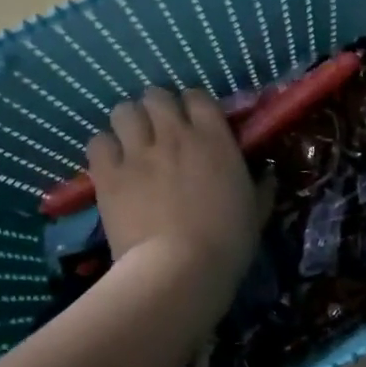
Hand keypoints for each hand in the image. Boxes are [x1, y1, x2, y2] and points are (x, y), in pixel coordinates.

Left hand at [88, 87, 259, 298]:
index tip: (193, 123)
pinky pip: (98, 142)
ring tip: (131, 143)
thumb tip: (267, 174)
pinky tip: (111, 165)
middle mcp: (174, 134)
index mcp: (214, 139)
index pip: (197, 96)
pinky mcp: (108, 174)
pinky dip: (104, 149)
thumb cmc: (227, 243)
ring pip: (123, 111)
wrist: (180, 270)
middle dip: (156, 109)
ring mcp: (137, 152)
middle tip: (158, 131)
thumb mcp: (256, 213)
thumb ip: (262, 187)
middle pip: (156, 96)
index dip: (192, 106)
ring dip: (128, 123)